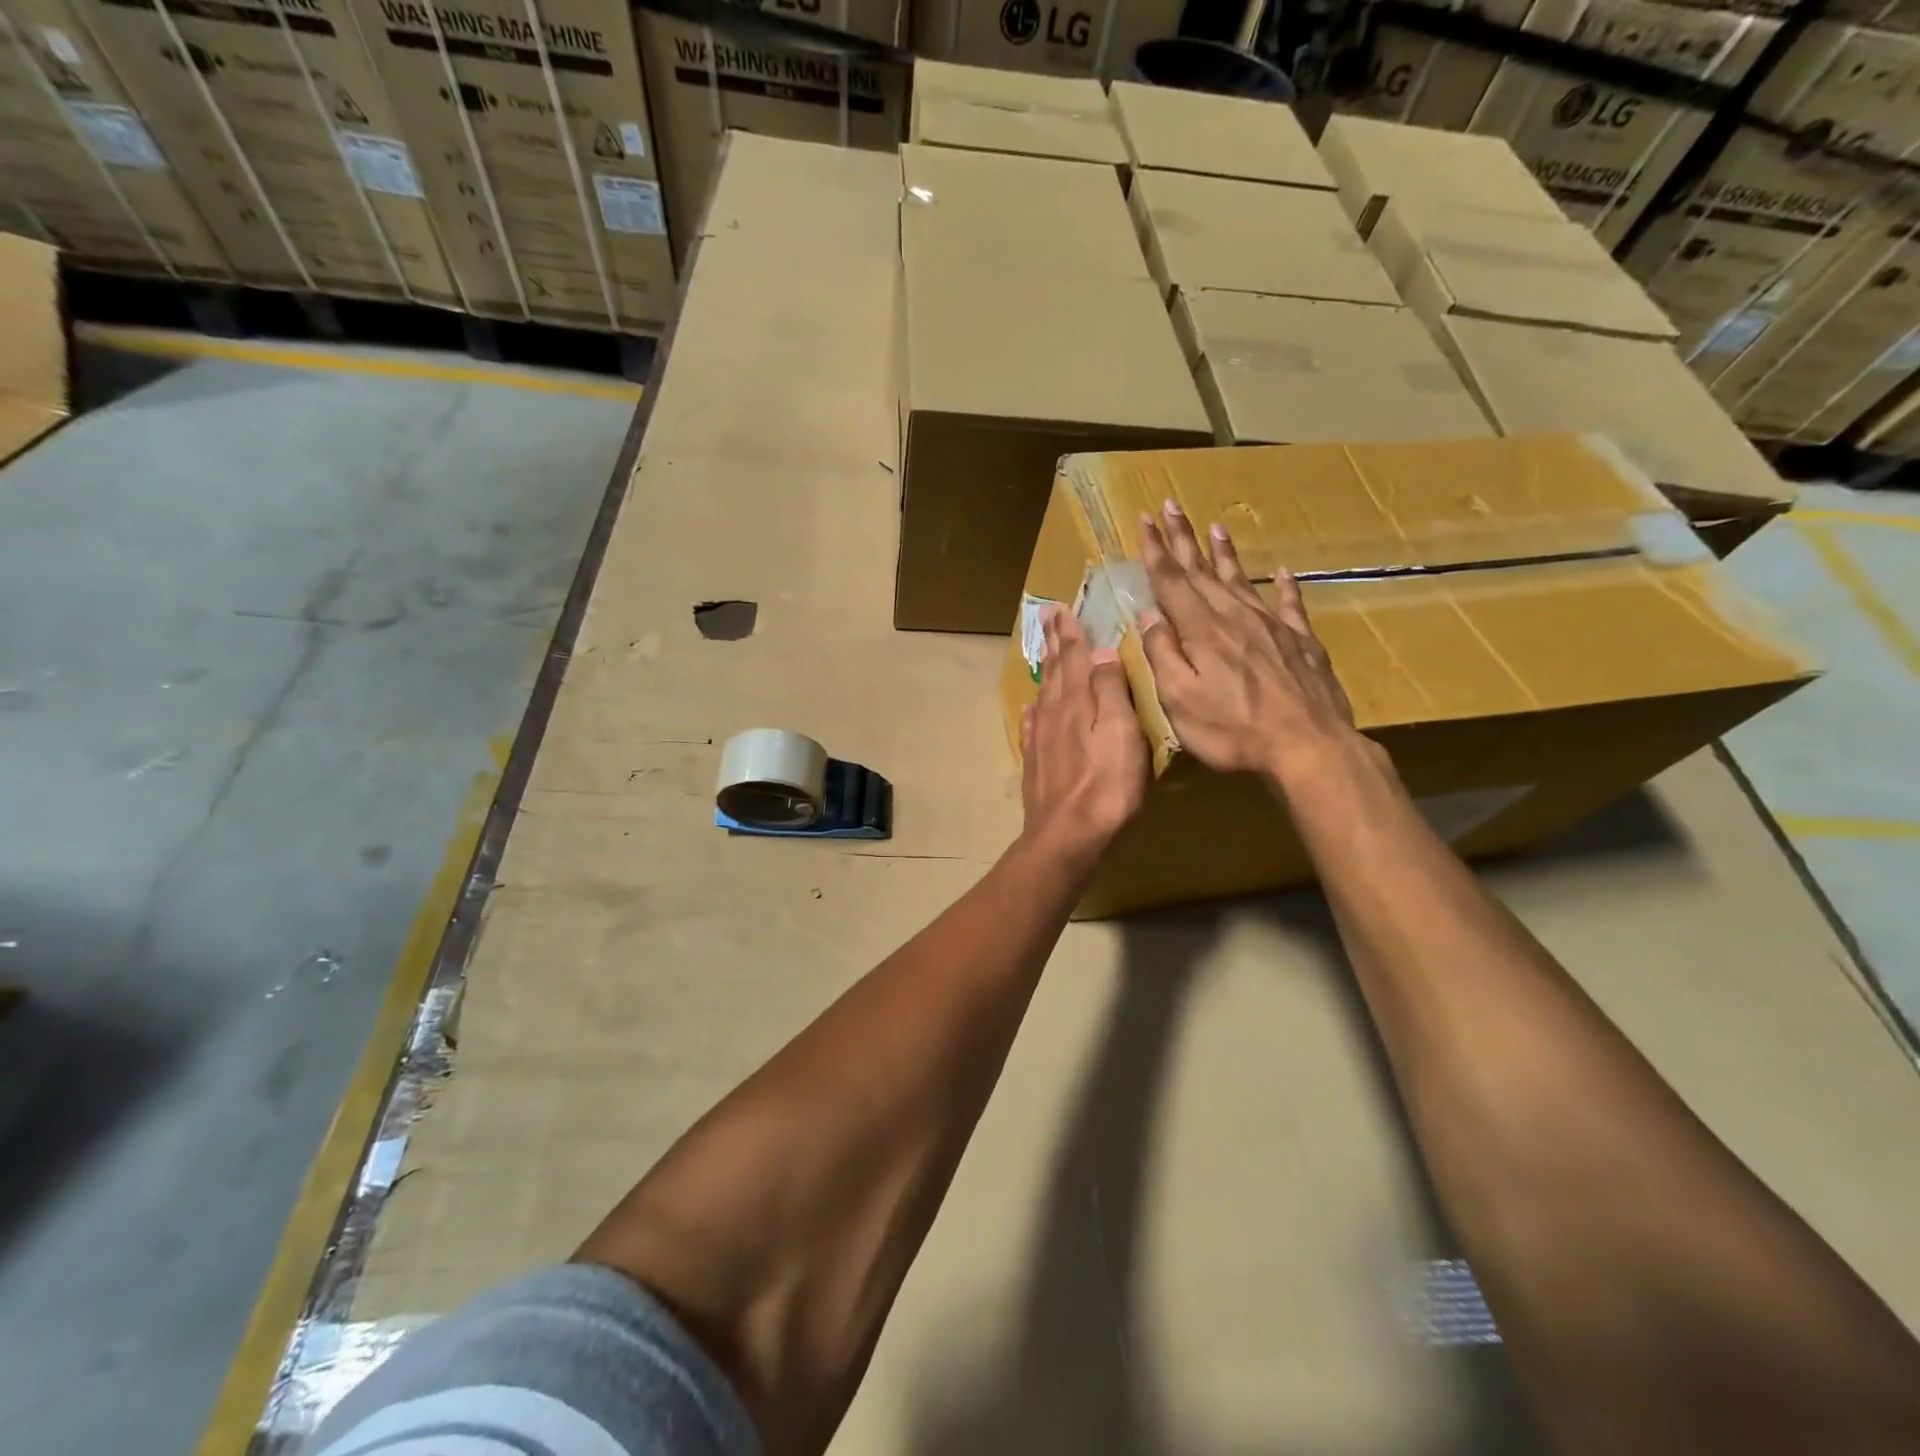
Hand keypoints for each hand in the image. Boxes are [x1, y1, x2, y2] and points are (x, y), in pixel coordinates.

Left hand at [1020, 605, 1147, 865]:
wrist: (1067, 835)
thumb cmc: (1106, 785)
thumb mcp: (1122, 732)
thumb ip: (1111, 690)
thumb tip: (1101, 651)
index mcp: (1078, 702)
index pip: (1075, 657)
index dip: (1070, 632)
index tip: (1061, 607)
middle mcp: (1054, 714)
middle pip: (1056, 671)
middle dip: (1055, 642)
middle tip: (1048, 616)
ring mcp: (1041, 740)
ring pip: (1045, 695)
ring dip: (1047, 670)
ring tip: (1047, 652)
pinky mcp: (1037, 765)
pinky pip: (1033, 728)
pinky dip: (1035, 713)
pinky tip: (1033, 709)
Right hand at [1137, 500, 1360, 789]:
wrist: (1308, 747)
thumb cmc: (1233, 730)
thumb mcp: (1180, 700)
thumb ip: (1163, 655)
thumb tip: (1149, 617)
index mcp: (1202, 631)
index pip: (1172, 581)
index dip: (1156, 550)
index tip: (1145, 519)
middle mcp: (1235, 617)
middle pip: (1203, 572)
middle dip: (1184, 539)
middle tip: (1171, 506)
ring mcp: (1273, 627)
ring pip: (1243, 580)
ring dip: (1225, 554)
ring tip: (1216, 528)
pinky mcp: (1302, 642)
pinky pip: (1290, 604)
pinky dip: (1284, 586)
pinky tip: (1283, 572)